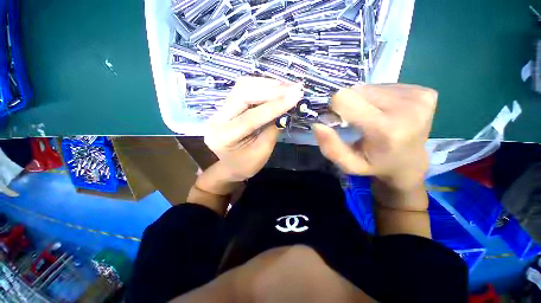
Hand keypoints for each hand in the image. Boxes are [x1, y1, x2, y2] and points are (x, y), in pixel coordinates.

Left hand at [204, 77, 302, 182]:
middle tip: (294, 87)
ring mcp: (219, 110)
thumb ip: (271, 131)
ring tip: (287, 86)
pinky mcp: (226, 106)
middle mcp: (217, 119)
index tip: (296, 96)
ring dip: (267, 85)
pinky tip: (275, 88)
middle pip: (243, 93)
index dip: (275, 106)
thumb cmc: (244, 165)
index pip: (251, 117)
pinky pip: (243, 90)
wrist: (228, 167)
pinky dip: (261, 87)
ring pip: (242, 87)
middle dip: (271, 89)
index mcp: (224, 137)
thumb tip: (284, 111)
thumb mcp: (261, 153)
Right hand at [312, 84, 436, 209]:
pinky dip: (378, 98)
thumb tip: (317, 124)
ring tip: (371, 117)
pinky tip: (384, 112)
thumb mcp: (348, 165)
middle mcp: (408, 108)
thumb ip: (330, 147)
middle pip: (357, 90)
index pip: (345, 99)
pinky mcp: (425, 92)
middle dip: (350, 104)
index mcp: (386, 129)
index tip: (340, 121)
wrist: (410, 163)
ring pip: (370, 86)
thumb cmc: (375, 165)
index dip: (335, 108)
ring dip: (363, 101)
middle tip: (357, 121)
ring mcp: (419, 97)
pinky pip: (385, 86)